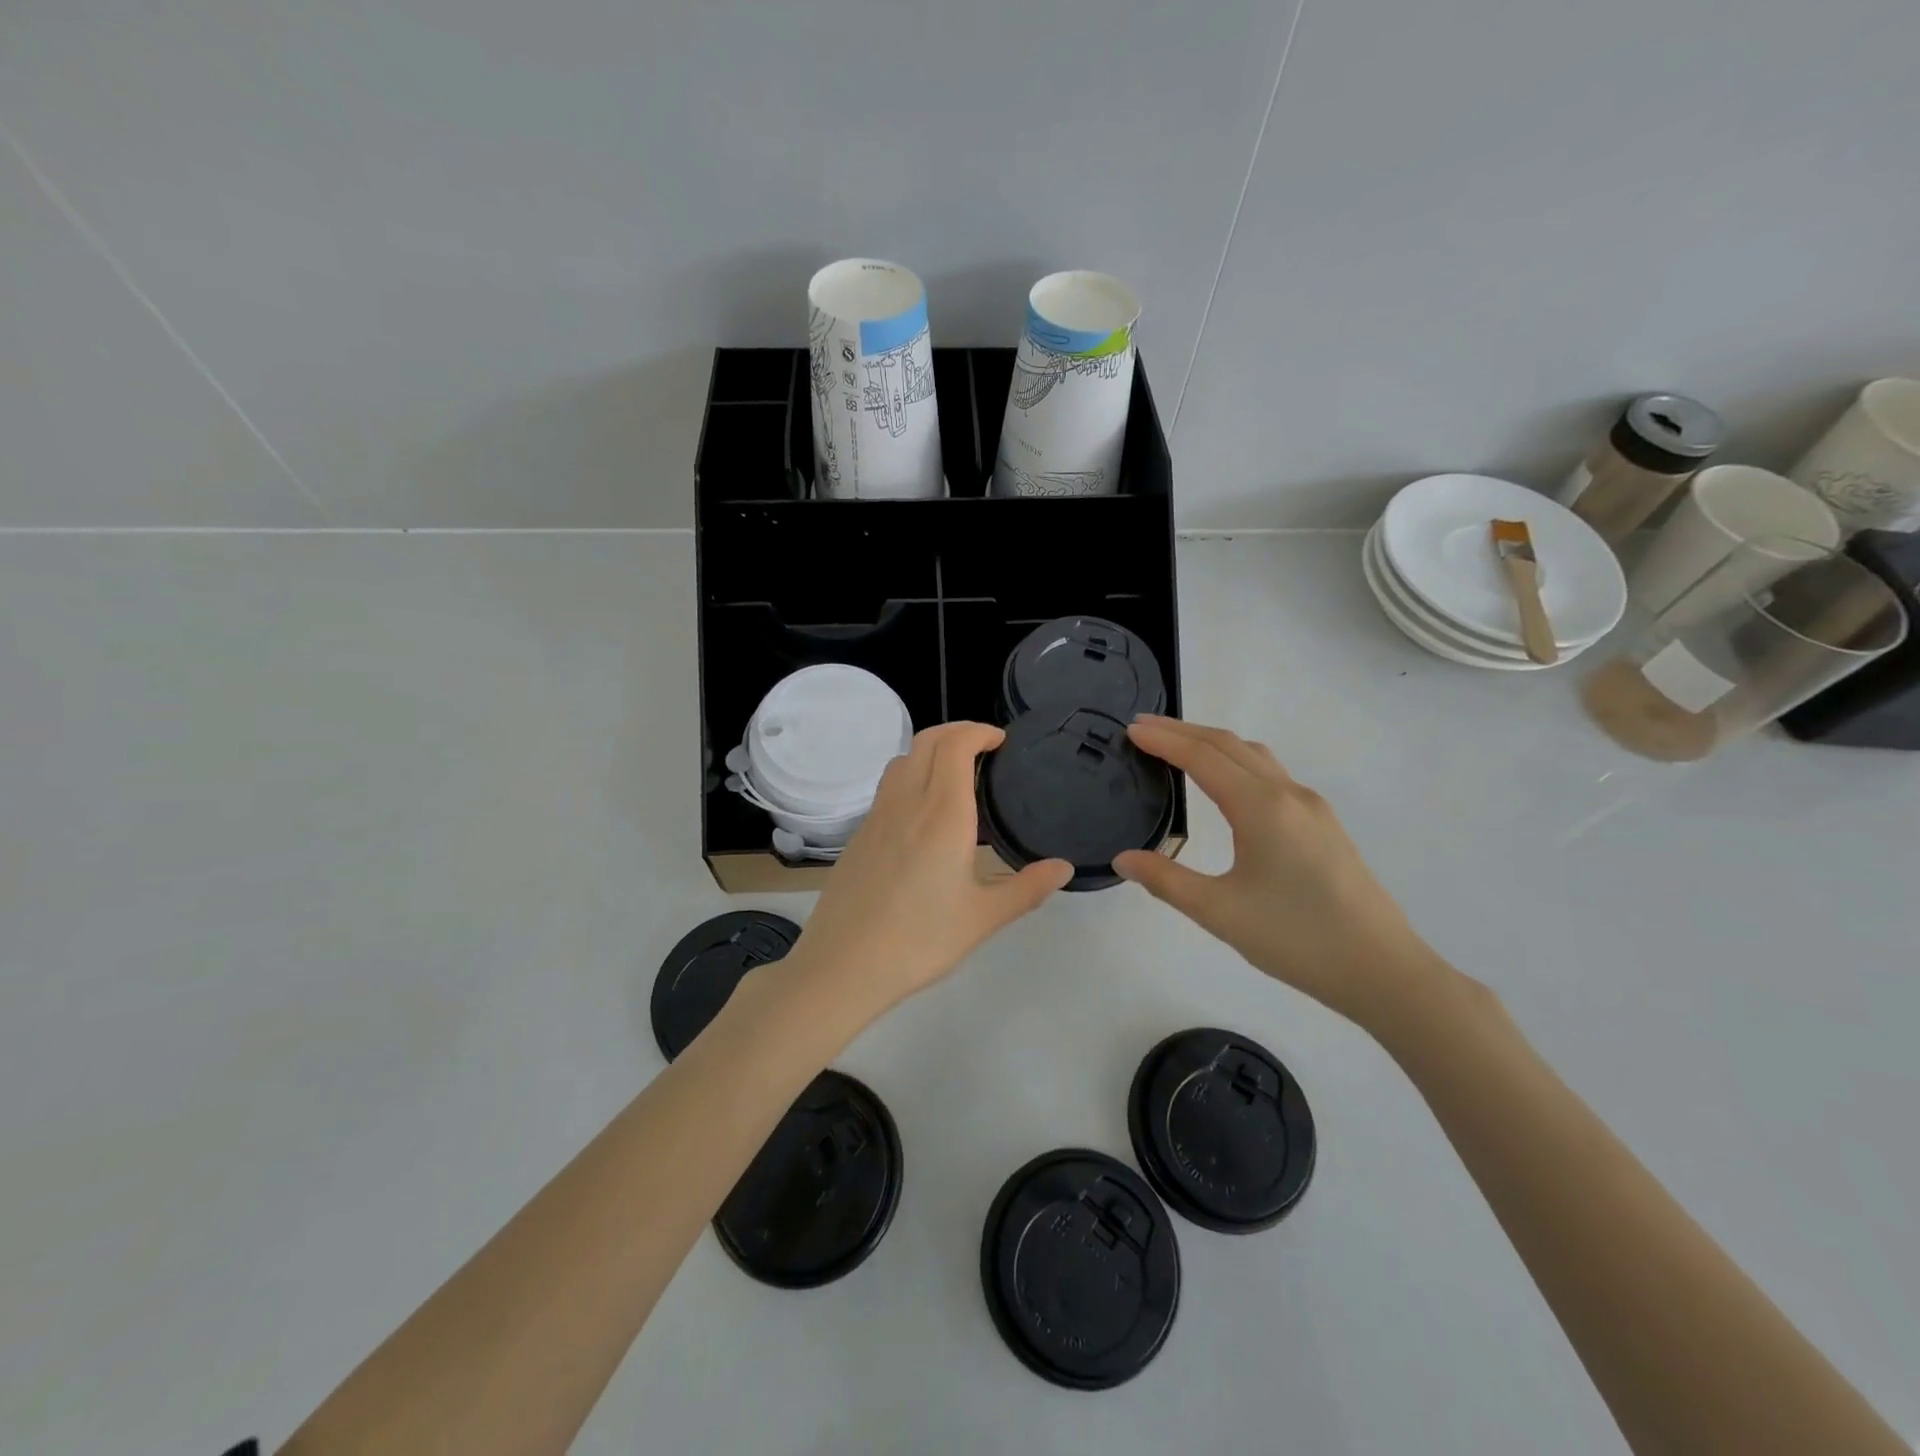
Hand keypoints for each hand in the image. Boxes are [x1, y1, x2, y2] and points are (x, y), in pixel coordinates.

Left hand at [786, 722, 1073, 1028]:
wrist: (844, 964)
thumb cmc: (921, 940)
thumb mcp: (983, 918)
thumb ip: (1027, 888)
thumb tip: (1064, 867)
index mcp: (943, 814)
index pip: (956, 745)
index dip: (978, 731)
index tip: (1000, 740)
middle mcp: (907, 803)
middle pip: (927, 741)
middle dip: (957, 731)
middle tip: (984, 747)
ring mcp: (877, 816)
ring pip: (902, 760)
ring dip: (930, 751)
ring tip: (955, 774)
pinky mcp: (859, 835)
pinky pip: (887, 787)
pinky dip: (910, 776)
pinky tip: (923, 814)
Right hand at [1113, 716, 1439, 1026]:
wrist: (1382, 970)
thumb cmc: (1296, 939)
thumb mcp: (1219, 913)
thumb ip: (1166, 880)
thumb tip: (1123, 859)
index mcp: (1261, 807)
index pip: (1202, 757)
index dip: (1163, 740)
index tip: (1130, 729)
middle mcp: (1288, 794)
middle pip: (1228, 745)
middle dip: (1183, 731)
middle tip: (1143, 728)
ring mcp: (1311, 807)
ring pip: (1255, 756)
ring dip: (1212, 743)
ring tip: (1177, 747)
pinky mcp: (1323, 825)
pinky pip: (1271, 774)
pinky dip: (1236, 761)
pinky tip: (1226, 783)